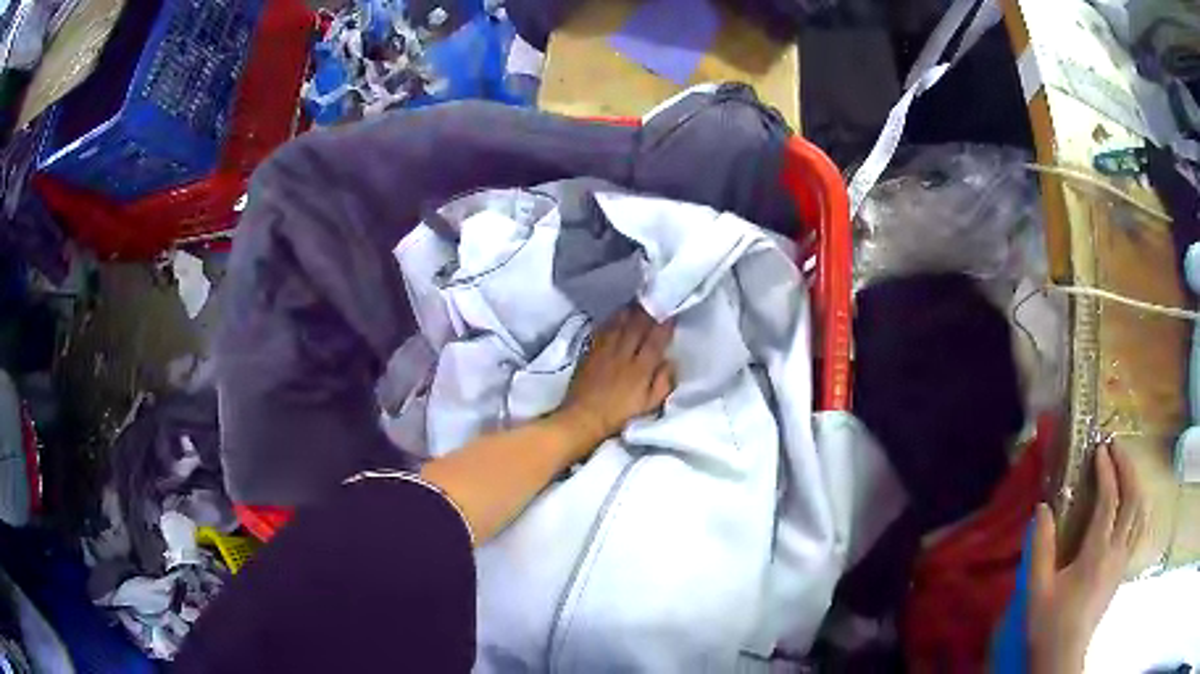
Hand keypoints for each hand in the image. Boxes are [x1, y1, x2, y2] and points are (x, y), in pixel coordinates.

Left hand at [556, 306, 675, 447]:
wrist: (583, 419)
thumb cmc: (620, 416)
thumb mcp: (649, 405)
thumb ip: (663, 383)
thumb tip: (670, 362)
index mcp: (641, 368)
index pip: (656, 340)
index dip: (665, 325)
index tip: (671, 313)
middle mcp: (623, 354)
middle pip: (637, 326)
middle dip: (647, 311)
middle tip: (655, 298)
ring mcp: (605, 352)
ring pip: (619, 324)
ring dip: (629, 311)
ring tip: (636, 302)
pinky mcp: (590, 353)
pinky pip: (602, 330)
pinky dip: (610, 320)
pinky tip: (615, 315)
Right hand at [1028, 443, 1146, 673]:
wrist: (1062, 656)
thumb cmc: (1049, 624)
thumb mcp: (1037, 590)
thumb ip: (1040, 548)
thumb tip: (1042, 508)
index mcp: (1096, 554)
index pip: (1109, 501)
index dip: (1106, 471)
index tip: (1099, 450)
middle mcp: (1116, 551)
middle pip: (1133, 498)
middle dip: (1127, 467)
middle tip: (1116, 448)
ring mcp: (1122, 561)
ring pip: (1140, 511)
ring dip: (1136, 484)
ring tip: (1125, 470)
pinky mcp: (1122, 570)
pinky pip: (1139, 528)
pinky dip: (1139, 506)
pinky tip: (1132, 504)